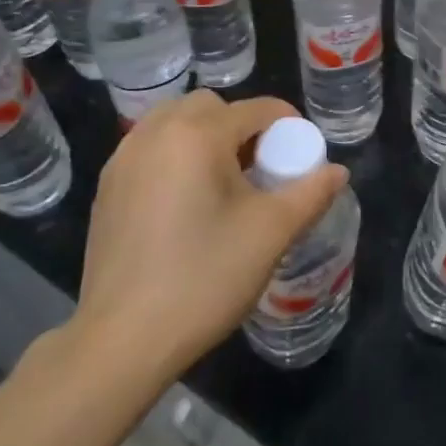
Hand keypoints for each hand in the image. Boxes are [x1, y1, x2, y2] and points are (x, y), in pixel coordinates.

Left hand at [71, 90, 347, 378]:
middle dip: (243, 126)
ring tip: (226, 184)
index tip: (303, 156)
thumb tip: (338, 171)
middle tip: (262, 169)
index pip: (255, 109)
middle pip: (210, 107)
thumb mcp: (271, 233)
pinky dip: (177, 157)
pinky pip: (151, 150)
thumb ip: (311, 194)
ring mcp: (123, 161)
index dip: (289, 125)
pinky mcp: (107, 189)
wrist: (125, 339)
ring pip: (174, 124)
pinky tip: (189, 203)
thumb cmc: (205, 277)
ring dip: (207, 138)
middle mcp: (154, 134)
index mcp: (196, 135)